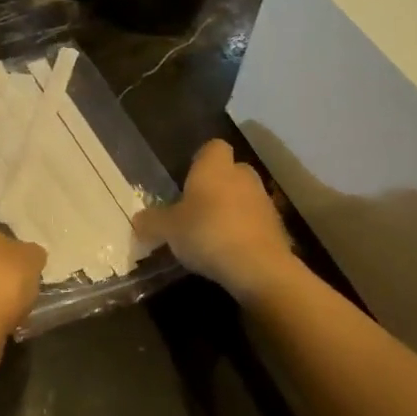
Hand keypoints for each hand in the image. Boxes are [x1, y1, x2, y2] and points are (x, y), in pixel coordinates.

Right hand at [134, 138, 294, 302]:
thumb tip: (138, 220)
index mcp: (215, 167)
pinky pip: (256, 223)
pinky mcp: (278, 228)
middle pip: (231, 171)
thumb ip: (152, 221)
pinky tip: (230, 252)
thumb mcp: (167, 229)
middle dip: (217, 186)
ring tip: (211, 234)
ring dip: (232, 210)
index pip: (213, 147)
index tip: (187, 178)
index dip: (201, 159)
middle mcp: (243, 176)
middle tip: (196, 208)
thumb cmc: (207, 233)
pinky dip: (245, 232)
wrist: (258, 268)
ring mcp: (264, 202)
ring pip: (245, 197)